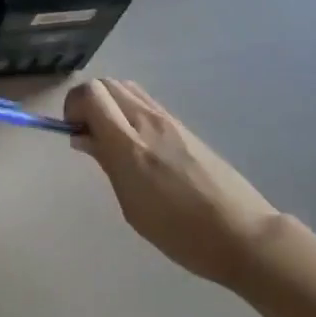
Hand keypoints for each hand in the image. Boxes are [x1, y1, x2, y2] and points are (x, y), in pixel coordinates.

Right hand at [64, 79, 282, 287]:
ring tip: (111, 137)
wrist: (242, 233)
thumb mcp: (133, 207)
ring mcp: (167, 119)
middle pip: (106, 83)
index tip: (74, 132)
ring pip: (126, 87)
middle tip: (89, 134)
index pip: (91, 93)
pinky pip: (145, 101)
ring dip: (109, 102)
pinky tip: (136, 142)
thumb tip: (83, 136)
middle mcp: (146, 121)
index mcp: (129, 144)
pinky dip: (128, 109)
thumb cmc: (182, 233)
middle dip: (88, 101)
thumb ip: (107, 164)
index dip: (73, 105)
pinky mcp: (182, 124)